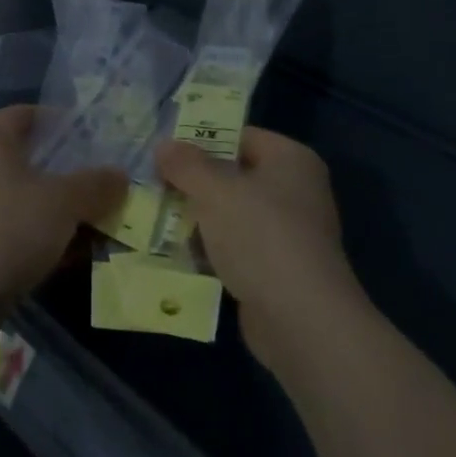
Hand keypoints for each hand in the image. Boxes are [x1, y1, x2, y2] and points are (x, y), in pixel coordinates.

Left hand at [0, 105, 126, 341]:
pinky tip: (72, 256)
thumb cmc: (6, 230)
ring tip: (98, 222)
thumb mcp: (62, 202)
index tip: (90, 134)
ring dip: (59, 211)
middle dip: (68, 171)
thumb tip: (119, 176)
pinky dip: (42, 239)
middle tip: (104, 182)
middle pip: (29, 159)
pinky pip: (16, 232)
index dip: (57, 119)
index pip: (24, 114)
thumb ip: (95, 185)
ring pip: (26, 200)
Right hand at [156, 128, 361, 373]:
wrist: (301, 320)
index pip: (240, 136)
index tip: (165, 153)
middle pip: (234, 175)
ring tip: (157, 218)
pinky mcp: (278, 270)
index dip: (201, 141)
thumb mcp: (215, 191)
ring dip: (199, 219)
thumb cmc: (261, 237)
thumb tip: (164, 145)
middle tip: (154, 185)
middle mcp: (296, 190)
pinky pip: (237, 248)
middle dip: (195, 183)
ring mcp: (289, 233)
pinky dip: (212, 250)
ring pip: (232, 214)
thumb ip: (186, 164)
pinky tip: (179, 254)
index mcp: (290, 159)